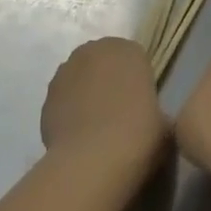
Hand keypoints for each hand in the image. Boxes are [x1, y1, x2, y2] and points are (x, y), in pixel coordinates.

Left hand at [41, 38, 166, 164]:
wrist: (94, 160)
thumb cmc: (139, 133)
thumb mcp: (165, 122)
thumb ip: (156, 110)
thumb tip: (151, 119)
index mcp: (127, 49)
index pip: (133, 57)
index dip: (136, 80)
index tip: (140, 104)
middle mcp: (93, 51)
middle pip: (103, 63)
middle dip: (109, 81)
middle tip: (119, 113)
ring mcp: (65, 72)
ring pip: (80, 79)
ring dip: (86, 94)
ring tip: (96, 128)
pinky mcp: (45, 97)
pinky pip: (63, 101)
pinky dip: (69, 113)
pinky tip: (78, 137)